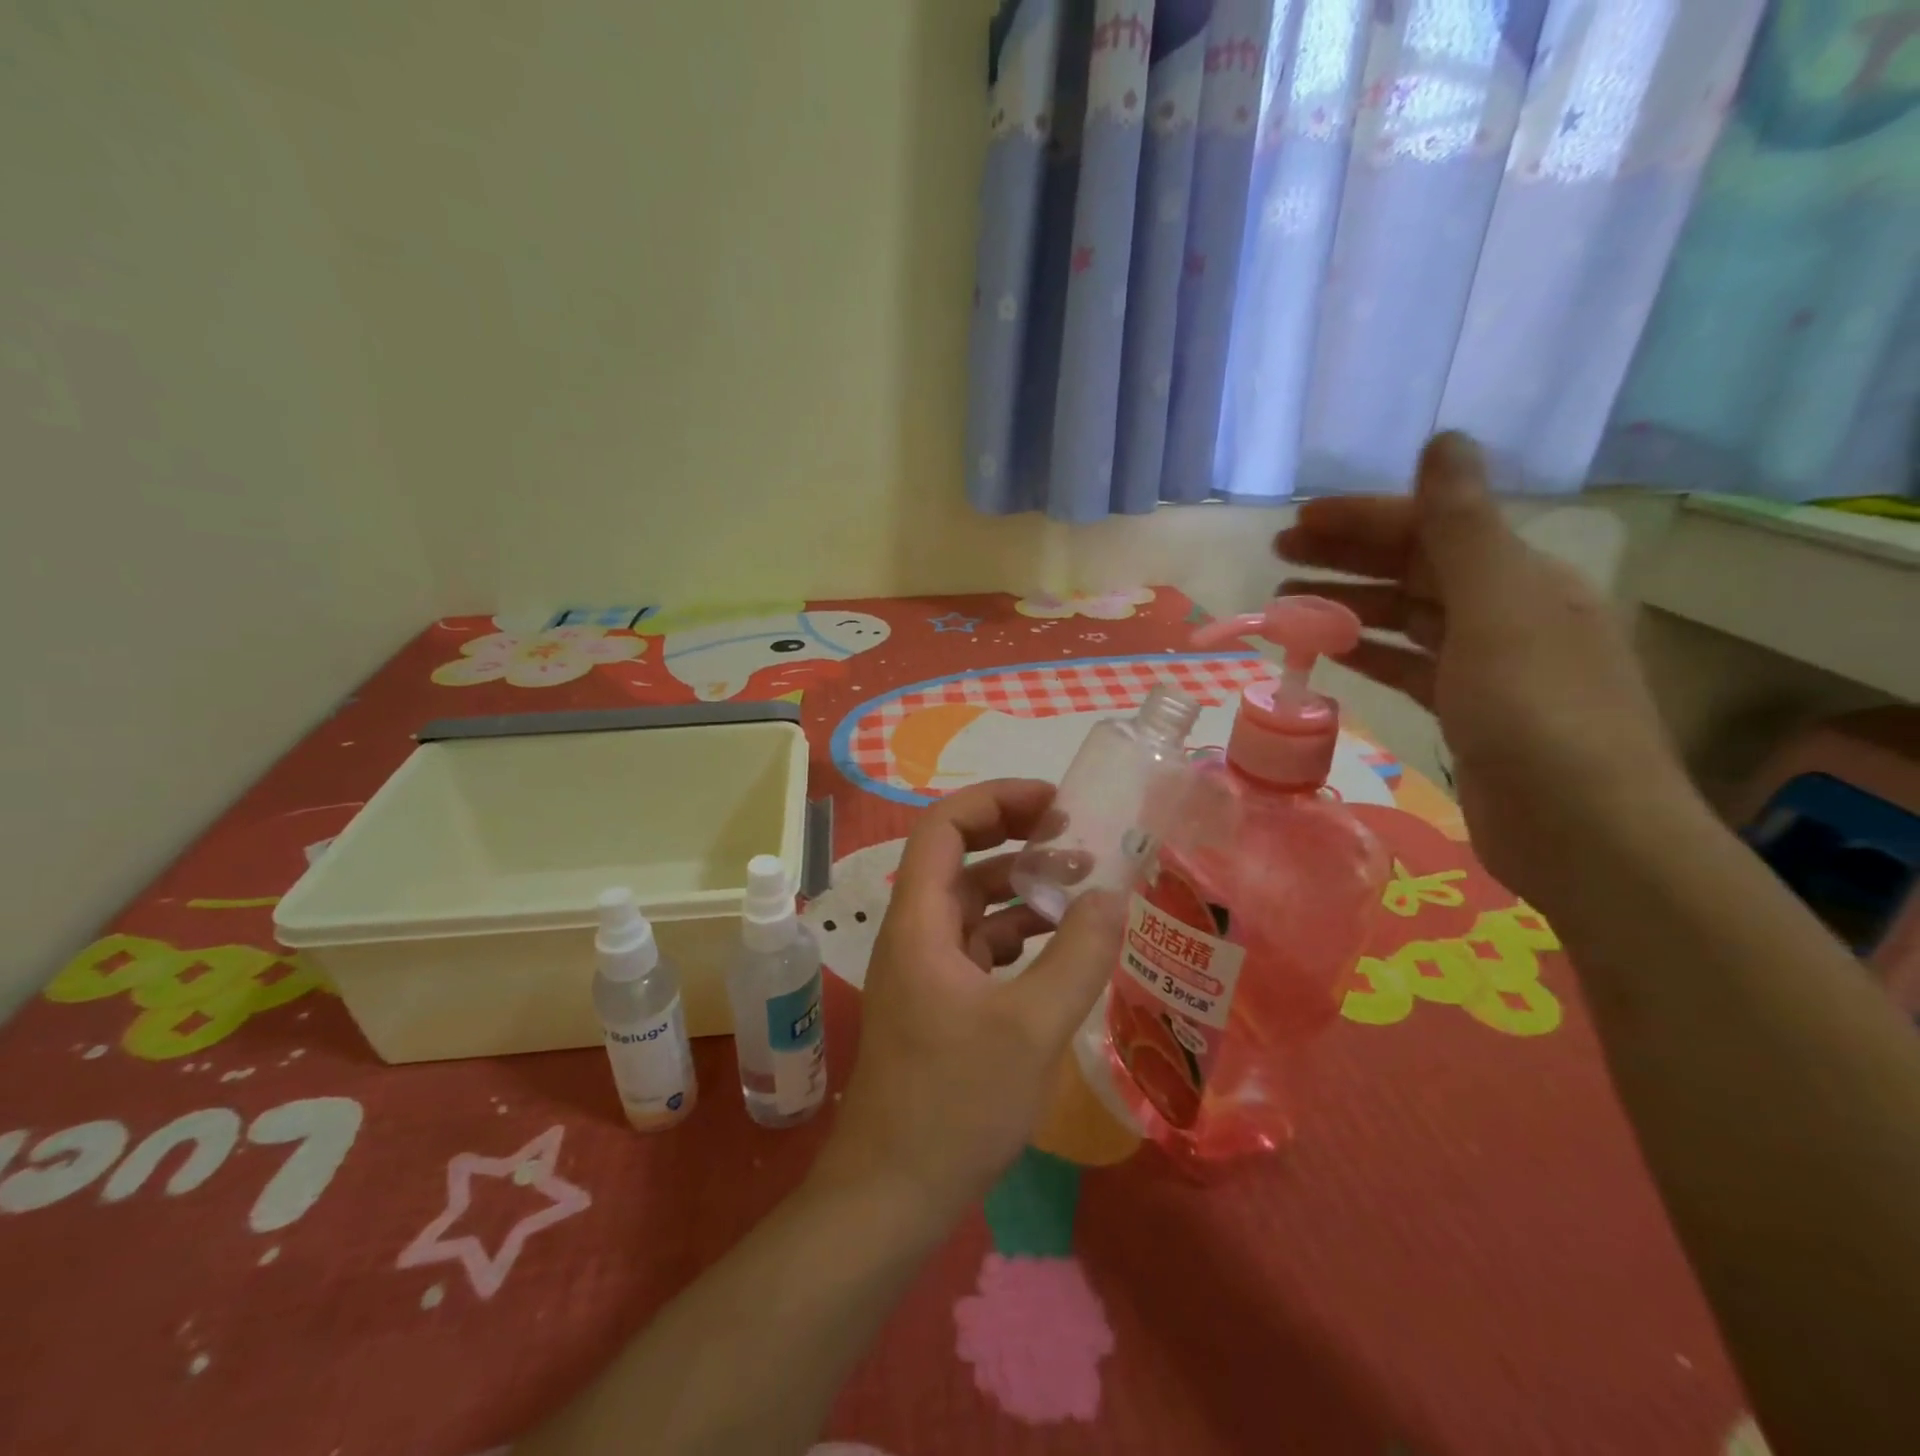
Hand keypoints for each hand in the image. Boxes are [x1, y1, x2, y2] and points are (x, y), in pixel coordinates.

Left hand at [813, 779, 1126, 1222]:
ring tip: (1080, 885)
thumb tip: (1113, 895)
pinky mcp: (939, 1003)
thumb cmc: (954, 1104)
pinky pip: (979, 947)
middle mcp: (915, 933)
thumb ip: (1078, 956)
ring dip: (1020, 888)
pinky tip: (1059, 947)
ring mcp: (925, 970)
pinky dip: (1017, 935)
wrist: (892, 1194)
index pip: (944, 828)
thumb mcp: (1031, 1026)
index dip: (995, 801)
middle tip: (1073, 834)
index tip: (1053, 803)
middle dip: (1013, 837)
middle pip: (958, 859)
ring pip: (972, 905)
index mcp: (919, 921)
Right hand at [1273, 431, 1689, 906]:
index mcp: (1521, 577)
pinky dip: (1369, 652)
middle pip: (1414, 568)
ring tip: (1285, 605)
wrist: (1583, 830)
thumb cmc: (1536, 713)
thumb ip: (1462, 526)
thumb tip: (1443, 440)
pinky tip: (1331, 651)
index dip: (1362, 519)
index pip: (1430, 527)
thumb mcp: (1496, 608)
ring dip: (1347, 605)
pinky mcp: (1468, 710)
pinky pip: (1408, 665)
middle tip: (1277, 554)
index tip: (1297, 522)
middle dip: (1345, 556)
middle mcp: (1507, 611)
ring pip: (1406, 617)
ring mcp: (1488, 664)